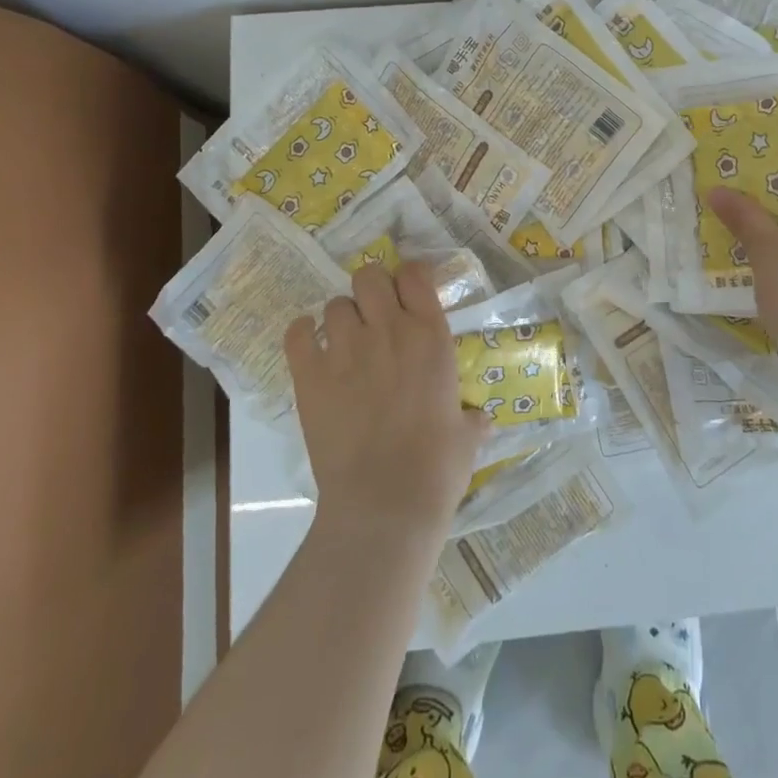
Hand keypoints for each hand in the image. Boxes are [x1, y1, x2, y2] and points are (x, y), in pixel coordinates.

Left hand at [283, 262, 487, 536]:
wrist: (385, 502)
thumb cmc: (438, 466)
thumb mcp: (467, 435)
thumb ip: (471, 418)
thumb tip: (480, 419)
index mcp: (430, 335)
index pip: (415, 275)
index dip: (410, 277)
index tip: (410, 292)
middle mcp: (388, 330)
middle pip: (369, 276)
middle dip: (371, 289)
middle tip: (375, 315)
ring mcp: (345, 350)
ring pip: (334, 305)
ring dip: (341, 318)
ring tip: (344, 341)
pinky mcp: (310, 376)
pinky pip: (297, 334)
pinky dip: (302, 333)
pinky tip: (309, 345)